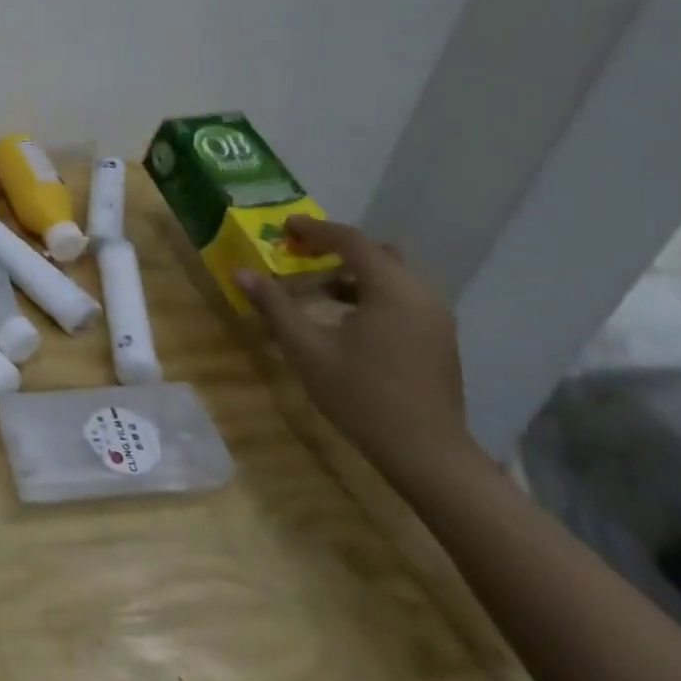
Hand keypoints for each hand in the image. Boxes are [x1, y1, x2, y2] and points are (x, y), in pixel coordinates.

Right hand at [235, 216, 476, 490]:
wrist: (427, 454)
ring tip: (318, 287)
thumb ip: (274, 306)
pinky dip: (373, 293)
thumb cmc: (361, 396)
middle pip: (378, 253)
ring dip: (355, 272)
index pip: (352, 241)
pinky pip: (403, 297)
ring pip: (393, 276)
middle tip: (301, 253)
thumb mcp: (306, 349)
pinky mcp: (439, 339)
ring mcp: (435, 318)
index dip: (316, 229)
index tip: (284, 226)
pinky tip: (346, 318)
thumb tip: (240, 272)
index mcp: (391, 289)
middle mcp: (421, 294)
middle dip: (338, 247)